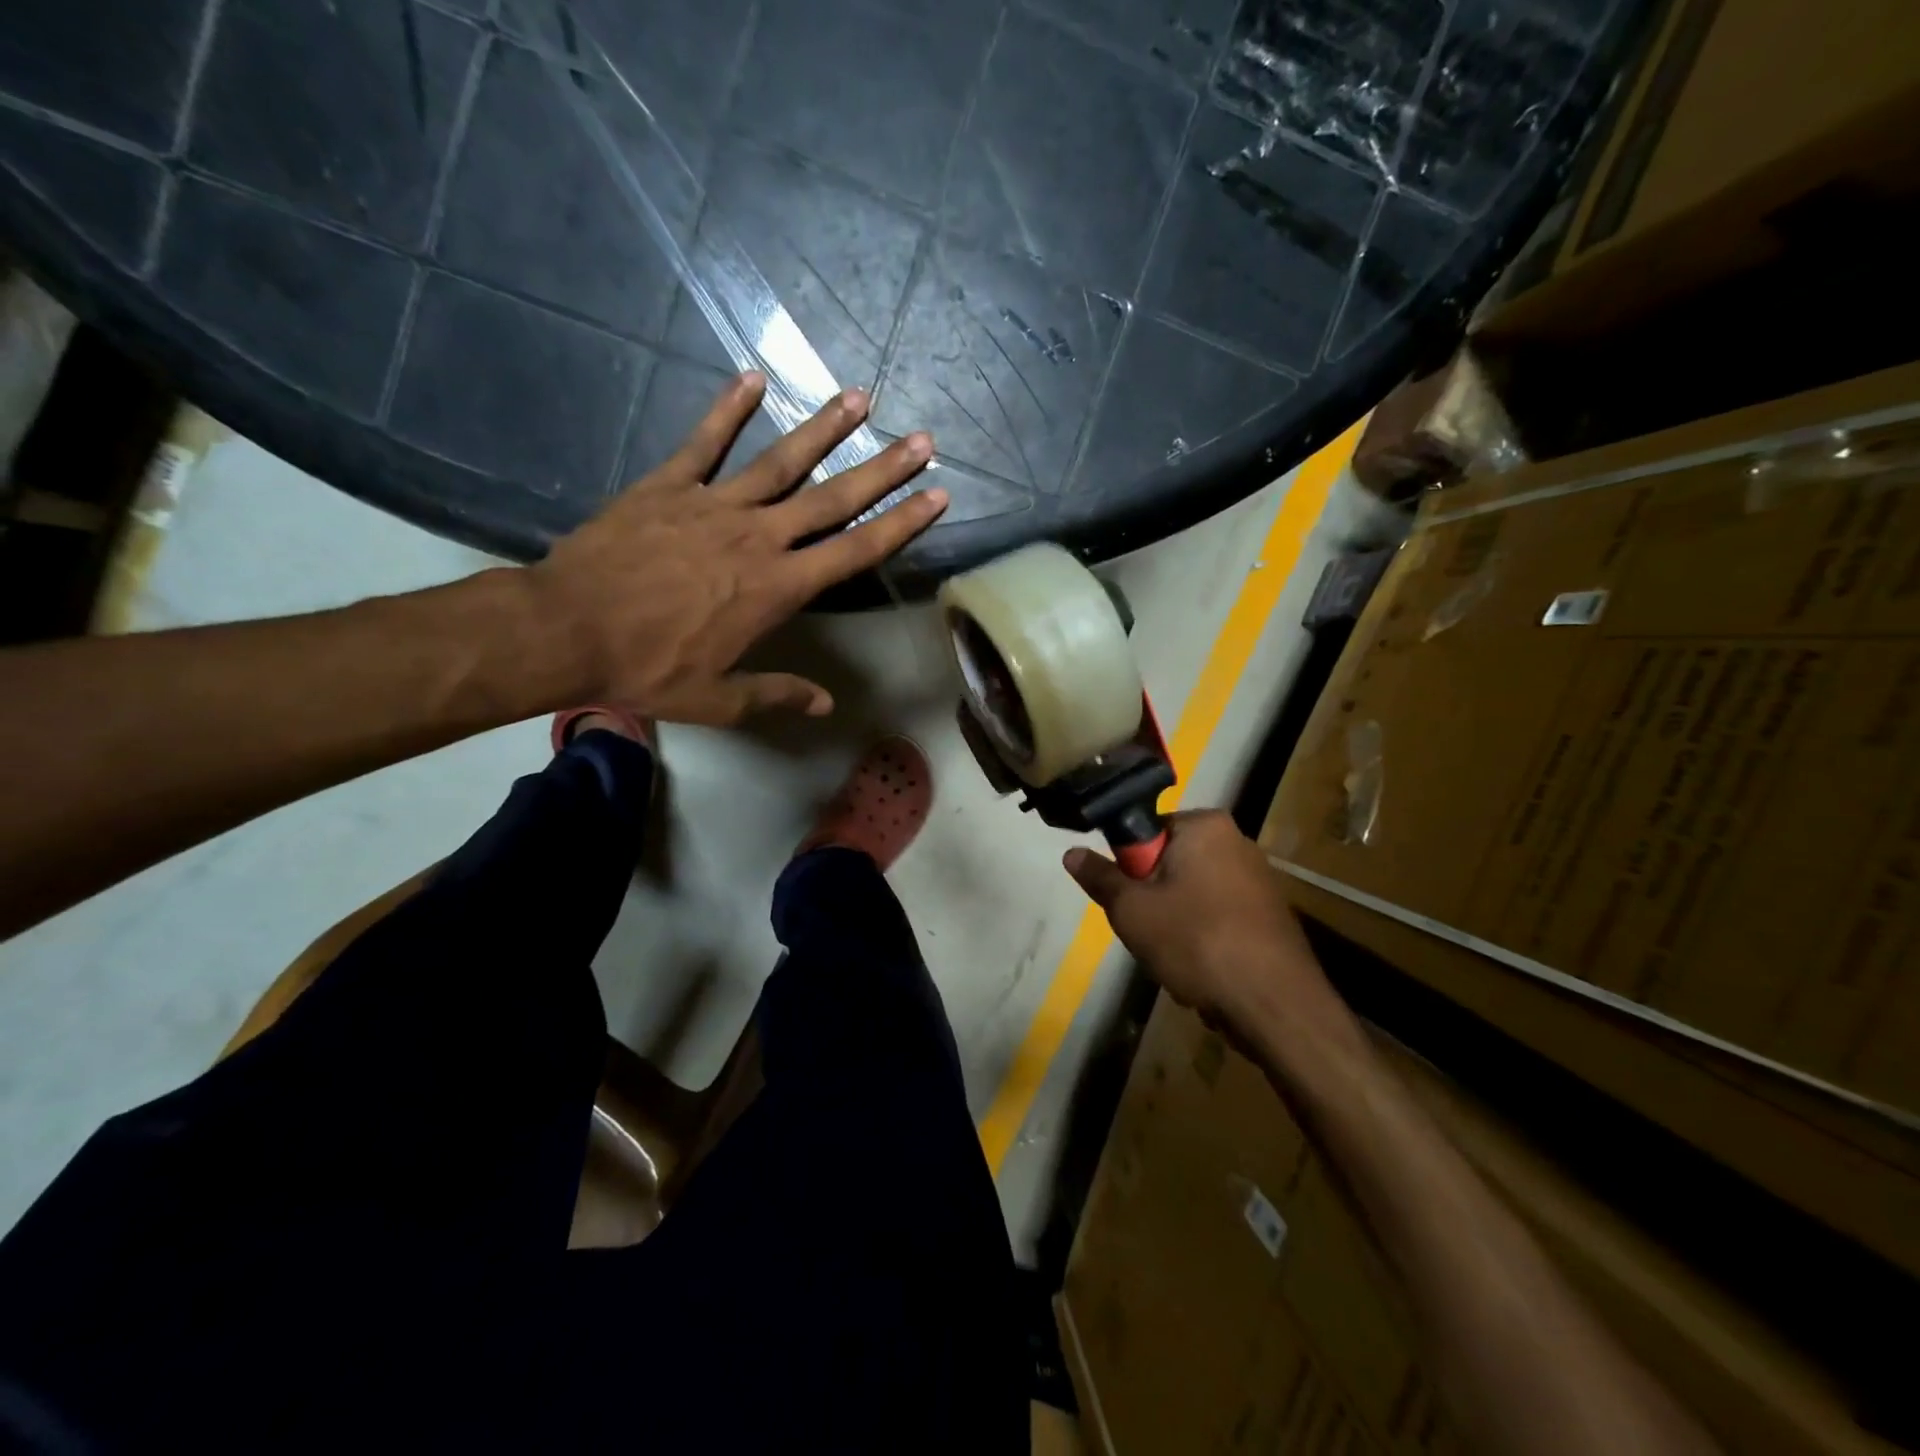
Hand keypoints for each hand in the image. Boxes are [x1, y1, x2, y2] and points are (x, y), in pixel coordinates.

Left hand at [528, 373, 942, 724]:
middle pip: (832, 499)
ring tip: (859, 398)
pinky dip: (728, 410)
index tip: (936, 496)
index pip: (854, 552)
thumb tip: (825, 705)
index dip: (900, 524)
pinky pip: (704, 443)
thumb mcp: (717, 697)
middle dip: (881, 470)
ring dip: (823, 429)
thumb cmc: (647, 668)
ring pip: (781, 462)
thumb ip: (776, 693)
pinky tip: (754, 378)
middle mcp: (758, 538)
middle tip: (920, 440)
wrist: (566, 629)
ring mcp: (713, 506)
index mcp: (777, 589)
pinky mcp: (668, 487)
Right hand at [1063, 811, 1351, 1046]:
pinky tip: (1204, 968)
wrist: (1274, 1004)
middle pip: (1170, 862)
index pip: (1147, 831)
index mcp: (1205, 826)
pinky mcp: (1271, 914)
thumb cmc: (1195, 941)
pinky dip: (1205, 937)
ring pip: (1192, 893)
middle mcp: (1237, 841)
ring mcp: (1259, 879)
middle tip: (1147, 930)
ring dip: (1176, 920)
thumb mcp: (1131, 910)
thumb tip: (1072, 852)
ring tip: (1176, 956)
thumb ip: (1100, 878)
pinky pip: (1219, 916)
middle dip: (1153, 896)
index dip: (1129, 866)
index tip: (1128, 900)